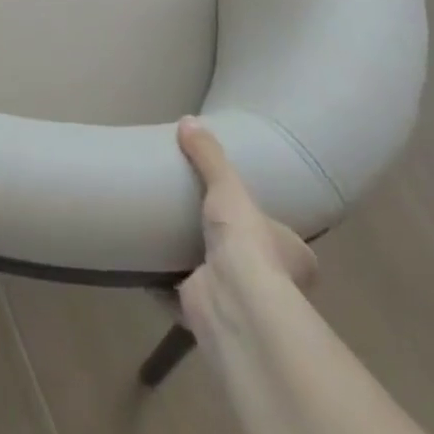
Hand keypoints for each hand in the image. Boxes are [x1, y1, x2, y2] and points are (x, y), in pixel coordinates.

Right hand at [176, 116, 316, 325]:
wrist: (232, 303)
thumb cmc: (247, 243)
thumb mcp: (229, 188)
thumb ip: (209, 156)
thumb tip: (187, 120)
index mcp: (291, 255)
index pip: (288, 242)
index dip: (271, 228)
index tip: (246, 212)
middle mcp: (271, 283)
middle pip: (249, 260)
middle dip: (228, 245)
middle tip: (198, 216)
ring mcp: (236, 302)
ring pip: (213, 278)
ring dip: (192, 264)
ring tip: (165, 233)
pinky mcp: (203, 312)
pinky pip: (177, 294)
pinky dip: (160, 283)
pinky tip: (142, 262)